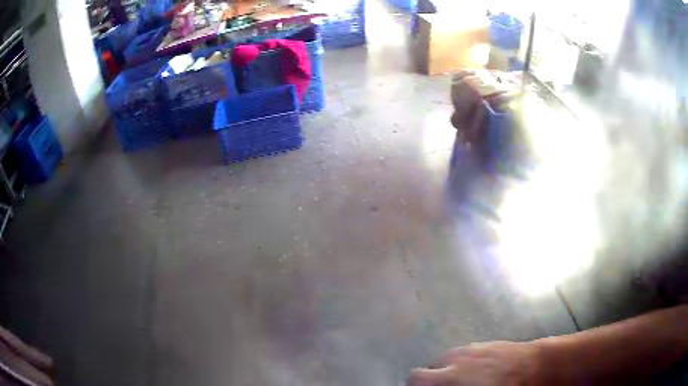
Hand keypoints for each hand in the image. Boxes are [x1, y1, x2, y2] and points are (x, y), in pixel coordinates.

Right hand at [409, 342, 541, 385]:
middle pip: (423, 370)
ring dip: (442, 373)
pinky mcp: (484, 343)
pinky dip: (459, 364)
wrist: (537, 365)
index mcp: (451, 376)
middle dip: (424, 383)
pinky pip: (461, 354)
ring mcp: (470, 349)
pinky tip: (476, 373)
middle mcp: (455, 359)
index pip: (416, 379)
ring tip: (458, 384)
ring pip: (442, 361)